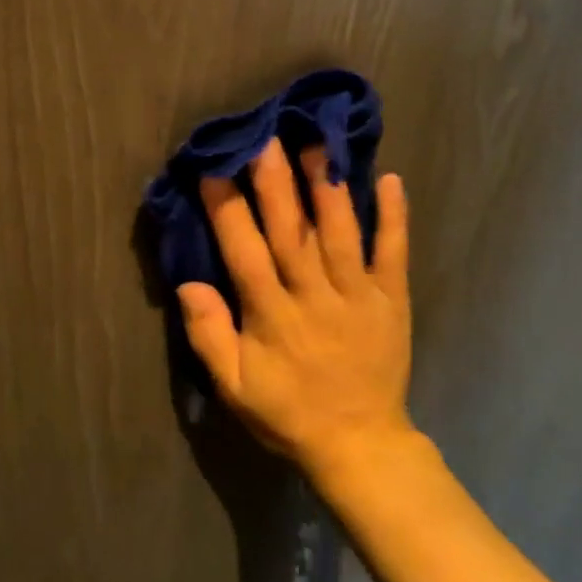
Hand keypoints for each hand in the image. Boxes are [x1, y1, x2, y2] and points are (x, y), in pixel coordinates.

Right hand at [177, 139, 414, 482]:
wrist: (361, 445)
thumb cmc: (289, 413)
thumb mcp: (235, 388)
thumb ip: (210, 336)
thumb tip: (188, 284)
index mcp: (272, 315)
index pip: (245, 252)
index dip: (227, 209)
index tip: (213, 168)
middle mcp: (314, 296)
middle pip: (291, 231)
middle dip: (276, 182)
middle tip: (265, 137)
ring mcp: (357, 296)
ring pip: (340, 233)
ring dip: (329, 187)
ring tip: (318, 144)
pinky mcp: (391, 301)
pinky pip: (393, 254)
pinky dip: (393, 218)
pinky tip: (390, 179)